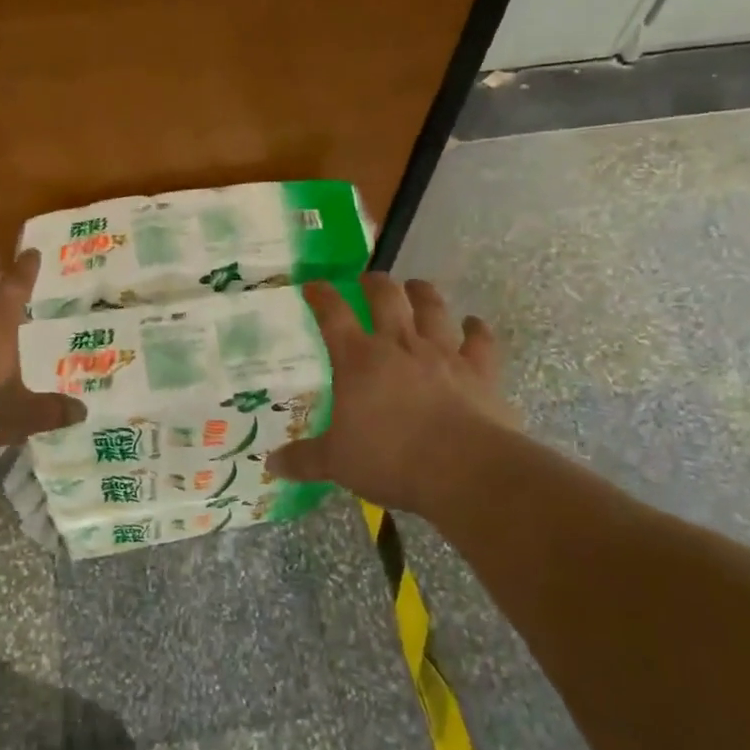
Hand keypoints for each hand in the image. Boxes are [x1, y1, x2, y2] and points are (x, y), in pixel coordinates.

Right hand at [267, 273, 517, 516]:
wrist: (464, 469)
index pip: (333, 315)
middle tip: (368, 280)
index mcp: (359, 360)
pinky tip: (474, 323)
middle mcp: (399, 345)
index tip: (313, 285)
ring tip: (416, 286)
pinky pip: (480, 340)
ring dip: (422, 293)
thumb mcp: (337, 463)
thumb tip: (269, 465)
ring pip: (431, 308)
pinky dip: (477, 328)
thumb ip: (304, 460)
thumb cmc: (390, 460)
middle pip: (385, 298)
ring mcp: (442, 353)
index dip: (321, 296)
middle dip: (374, 283)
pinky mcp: (479, 370)